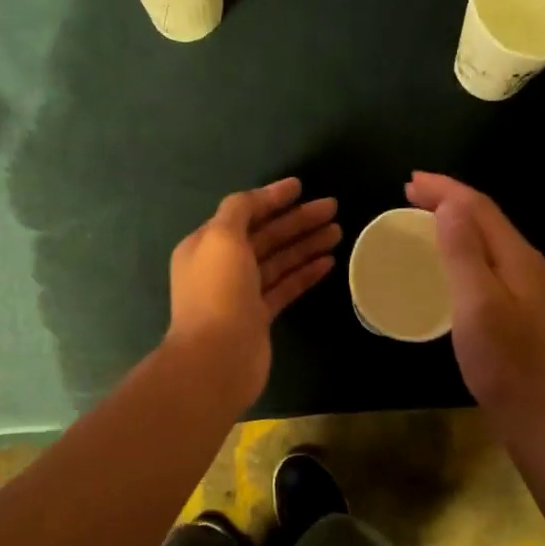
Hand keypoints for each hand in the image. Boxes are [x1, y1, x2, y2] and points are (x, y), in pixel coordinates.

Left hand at [167, 177, 339, 409]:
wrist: (217, 358)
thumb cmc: (218, 292)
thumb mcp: (222, 237)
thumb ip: (239, 210)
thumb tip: (258, 198)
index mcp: (206, 245)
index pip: (242, 213)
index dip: (271, 198)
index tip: (300, 187)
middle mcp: (221, 267)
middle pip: (265, 236)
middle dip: (297, 221)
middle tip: (332, 208)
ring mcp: (241, 294)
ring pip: (278, 261)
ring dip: (306, 244)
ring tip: (339, 231)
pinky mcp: (259, 317)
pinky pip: (285, 287)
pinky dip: (305, 273)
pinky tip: (329, 262)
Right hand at [405, 172, 544, 425]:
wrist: (538, 413)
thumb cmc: (504, 361)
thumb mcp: (477, 303)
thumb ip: (464, 252)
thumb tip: (450, 205)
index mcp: (519, 258)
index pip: (479, 208)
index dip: (445, 190)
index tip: (409, 182)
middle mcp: (528, 265)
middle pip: (486, 220)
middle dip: (449, 200)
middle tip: (410, 194)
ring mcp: (527, 288)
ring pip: (487, 241)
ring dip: (455, 223)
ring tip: (424, 219)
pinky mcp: (520, 309)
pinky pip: (487, 262)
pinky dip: (462, 250)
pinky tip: (448, 264)